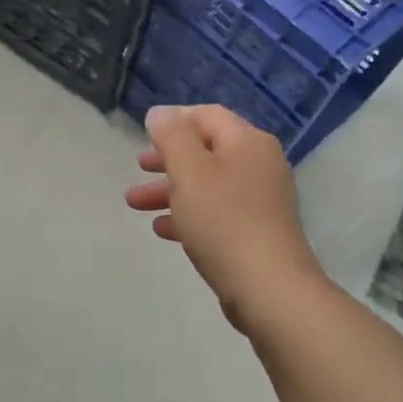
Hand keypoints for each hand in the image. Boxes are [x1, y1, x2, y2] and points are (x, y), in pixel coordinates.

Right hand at [125, 105, 325, 333]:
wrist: (268, 288)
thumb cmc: (224, 221)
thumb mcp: (190, 171)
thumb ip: (172, 137)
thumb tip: (160, 113)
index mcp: (247, 143)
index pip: (207, 116)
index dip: (174, 120)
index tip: (144, 133)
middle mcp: (259, 165)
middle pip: (206, 150)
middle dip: (167, 159)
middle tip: (138, 167)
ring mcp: (259, 200)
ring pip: (207, 184)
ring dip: (170, 190)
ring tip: (134, 204)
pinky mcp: (255, 231)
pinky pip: (216, 213)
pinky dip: (188, 215)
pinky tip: (163, 229)